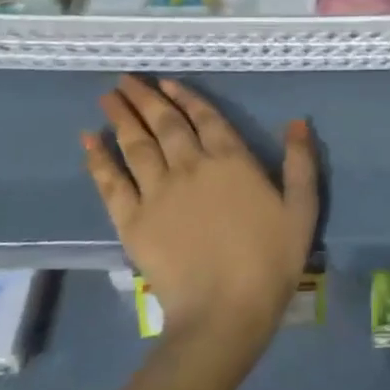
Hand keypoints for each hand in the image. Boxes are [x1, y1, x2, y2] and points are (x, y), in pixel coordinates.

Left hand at [85, 76, 318, 350]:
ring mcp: (158, 191)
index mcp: (231, 159)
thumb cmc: (270, 260)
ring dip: (121, 116)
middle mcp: (191, 165)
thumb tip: (297, 122)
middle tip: (126, 79)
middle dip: (145, 97)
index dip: (185, 96)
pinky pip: (111, 181)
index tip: (165, 81)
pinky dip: (98, 158)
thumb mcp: (301, 210)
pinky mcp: (132, 220)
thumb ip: (300, 164)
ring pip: (136, 143)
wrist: (225, 311)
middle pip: (165, 123)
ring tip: (108, 95)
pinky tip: (88, 139)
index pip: (205, 117)